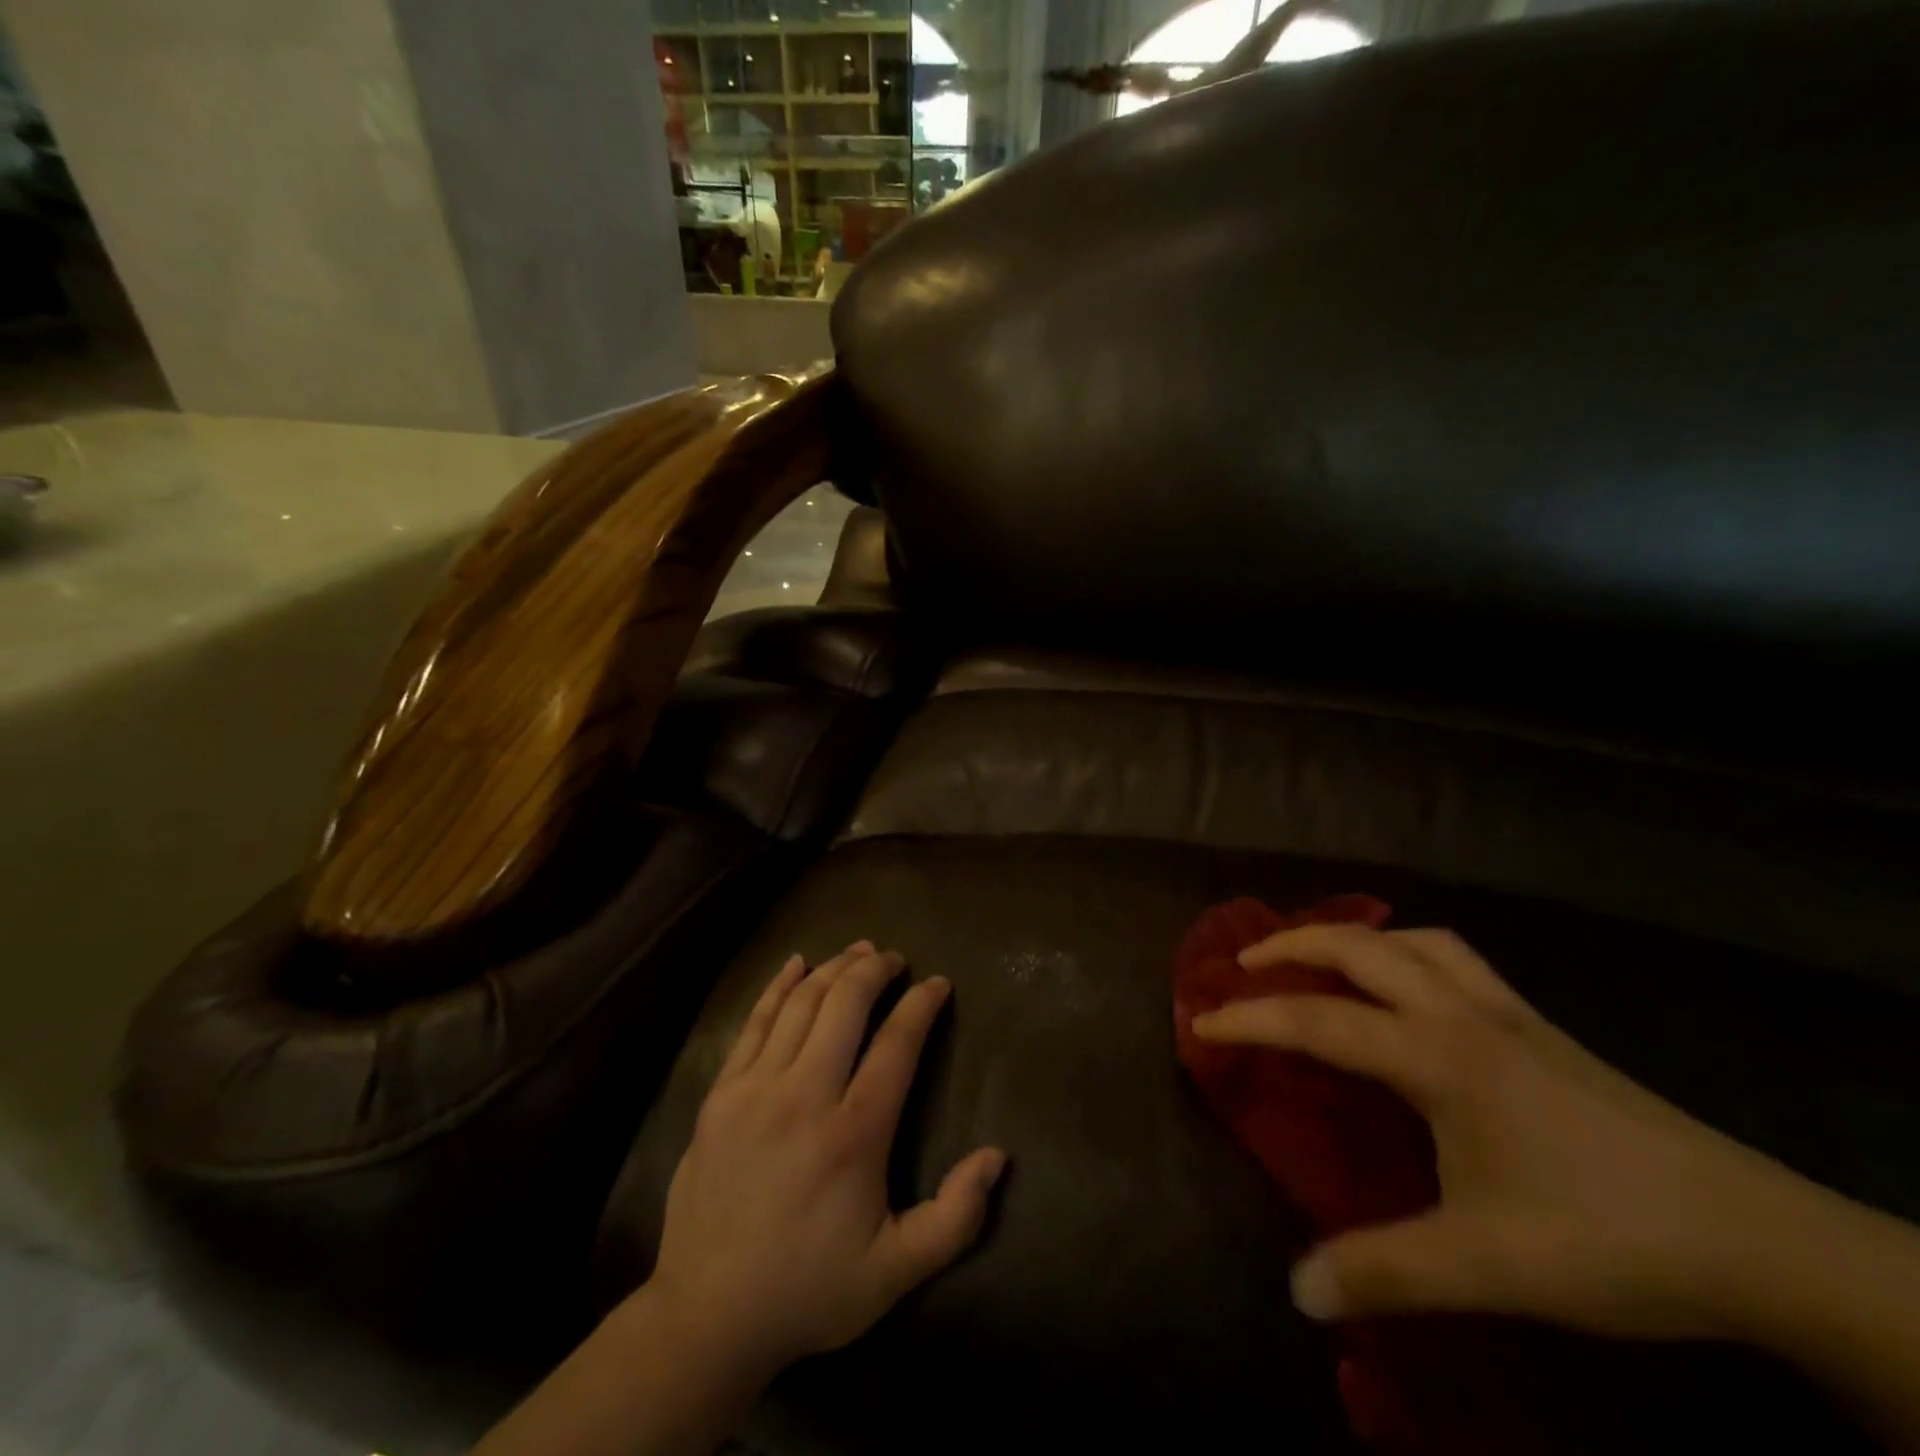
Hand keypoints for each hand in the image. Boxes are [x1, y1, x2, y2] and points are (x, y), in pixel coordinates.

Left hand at [646, 942, 1005, 1381]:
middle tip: (894, 959)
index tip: (939, 983)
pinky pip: (753, 1022)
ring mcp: (756, 1089)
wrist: (707, 1317)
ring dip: (833, 968)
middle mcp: (806, 1095)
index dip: (922, 1005)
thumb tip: (997, 1156)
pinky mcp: (721, 1094)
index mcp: (854, 1133)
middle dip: (874, 970)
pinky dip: (777, 986)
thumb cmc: (809, 1290)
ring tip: (857, 952)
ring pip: (801, 1003)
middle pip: (845, 1004)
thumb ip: (956, 1216)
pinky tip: (795, 964)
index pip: (896, 1043)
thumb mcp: (896, 1271)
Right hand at [1192, 923, 1787, 1339]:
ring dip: (1355, 937)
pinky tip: (1410, 984)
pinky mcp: (1541, 1027)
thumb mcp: (1485, 1264)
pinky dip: (1410, 950)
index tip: (1201, 1021)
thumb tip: (1297, 1291)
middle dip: (1291, 945)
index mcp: (1437, 1055)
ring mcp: (1507, 1013)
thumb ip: (1384, 1270)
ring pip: (1413, 940)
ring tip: (1321, 958)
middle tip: (1245, 962)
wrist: (1756, 1237)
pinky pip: (1456, 958)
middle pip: (1359, 947)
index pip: (1317, 1019)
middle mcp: (1462, 1013)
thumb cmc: (1604, 1236)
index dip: (1251, 1018)